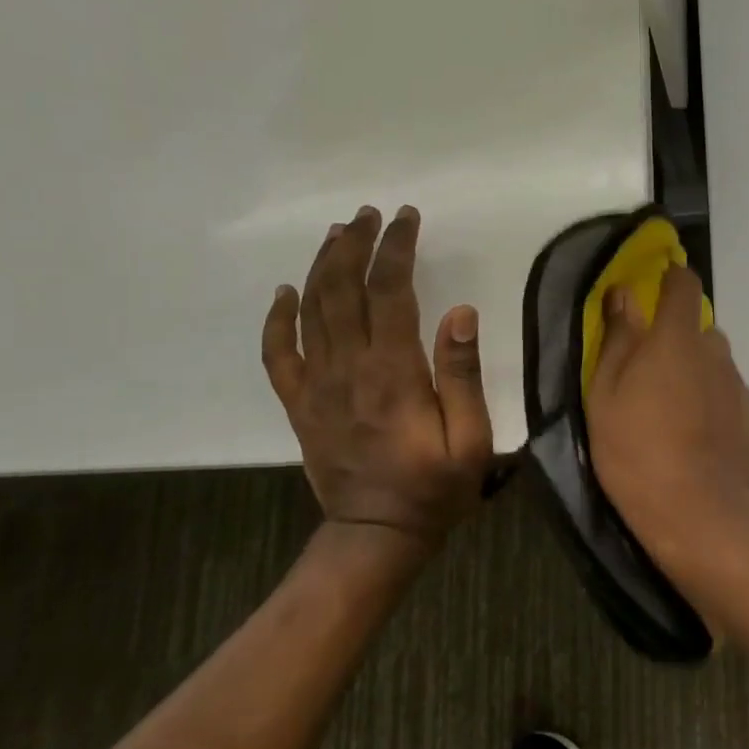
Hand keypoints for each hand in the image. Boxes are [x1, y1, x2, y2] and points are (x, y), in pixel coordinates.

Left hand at [262, 205, 493, 548]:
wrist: (377, 533)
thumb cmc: (435, 487)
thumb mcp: (471, 438)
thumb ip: (462, 374)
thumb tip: (460, 312)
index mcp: (393, 372)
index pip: (390, 292)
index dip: (395, 248)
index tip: (406, 218)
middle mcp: (348, 368)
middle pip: (343, 289)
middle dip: (356, 244)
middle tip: (370, 214)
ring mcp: (317, 385)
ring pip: (310, 310)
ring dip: (322, 266)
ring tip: (338, 233)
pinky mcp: (299, 404)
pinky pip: (277, 354)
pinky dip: (277, 319)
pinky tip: (285, 292)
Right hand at [586, 266, 748, 563]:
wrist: (697, 512)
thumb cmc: (636, 450)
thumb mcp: (605, 395)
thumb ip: (617, 339)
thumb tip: (623, 294)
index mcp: (677, 338)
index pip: (684, 284)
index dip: (670, 278)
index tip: (654, 288)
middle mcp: (715, 353)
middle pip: (698, 329)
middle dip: (676, 339)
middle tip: (648, 373)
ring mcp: (738, 386)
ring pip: (714, 364)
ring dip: (694, 373)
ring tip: (670, 412)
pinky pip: (726, 395)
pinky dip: (711, 402)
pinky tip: (694, 436)